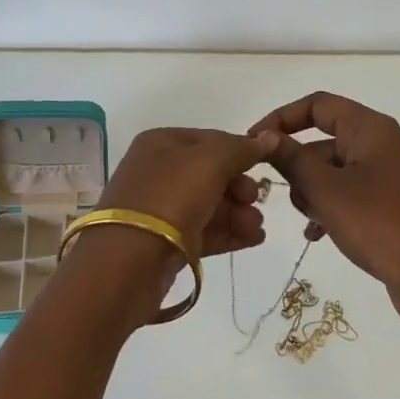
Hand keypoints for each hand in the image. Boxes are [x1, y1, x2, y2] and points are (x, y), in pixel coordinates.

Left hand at [97, 126, 279, 256]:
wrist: (129, 262)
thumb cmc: (170, 197)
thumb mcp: (210, 162)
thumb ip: (241, 149)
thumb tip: (269, 136)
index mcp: (161, 143)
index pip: (210, 139)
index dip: (239, 151)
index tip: (263, 166)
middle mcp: (158, 172)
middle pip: (211, 174)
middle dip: (239, 187)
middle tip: (254, 200)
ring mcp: (160, 209)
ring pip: (209, 204)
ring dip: (238, 213)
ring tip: (257, 228)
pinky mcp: (166, 242)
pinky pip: (203, 231)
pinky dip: (228, 233)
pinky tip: (253, 239)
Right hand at [250, 93, 399, 324]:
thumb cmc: (377, 223)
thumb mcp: (326, 190)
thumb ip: (291, 159)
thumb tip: (265, 137)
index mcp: (369, 128)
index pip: (317, 104)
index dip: (282, 118)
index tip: (253, 141)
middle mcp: (379, 143)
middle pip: (323, 140)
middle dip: (297, 165)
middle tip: (276, 192)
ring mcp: (385, 174)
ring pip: (331, 170)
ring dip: (311, 191)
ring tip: (310, 220)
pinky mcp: (387, 203)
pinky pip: (346, 194)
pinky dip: (328, 208)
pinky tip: (316, 234)